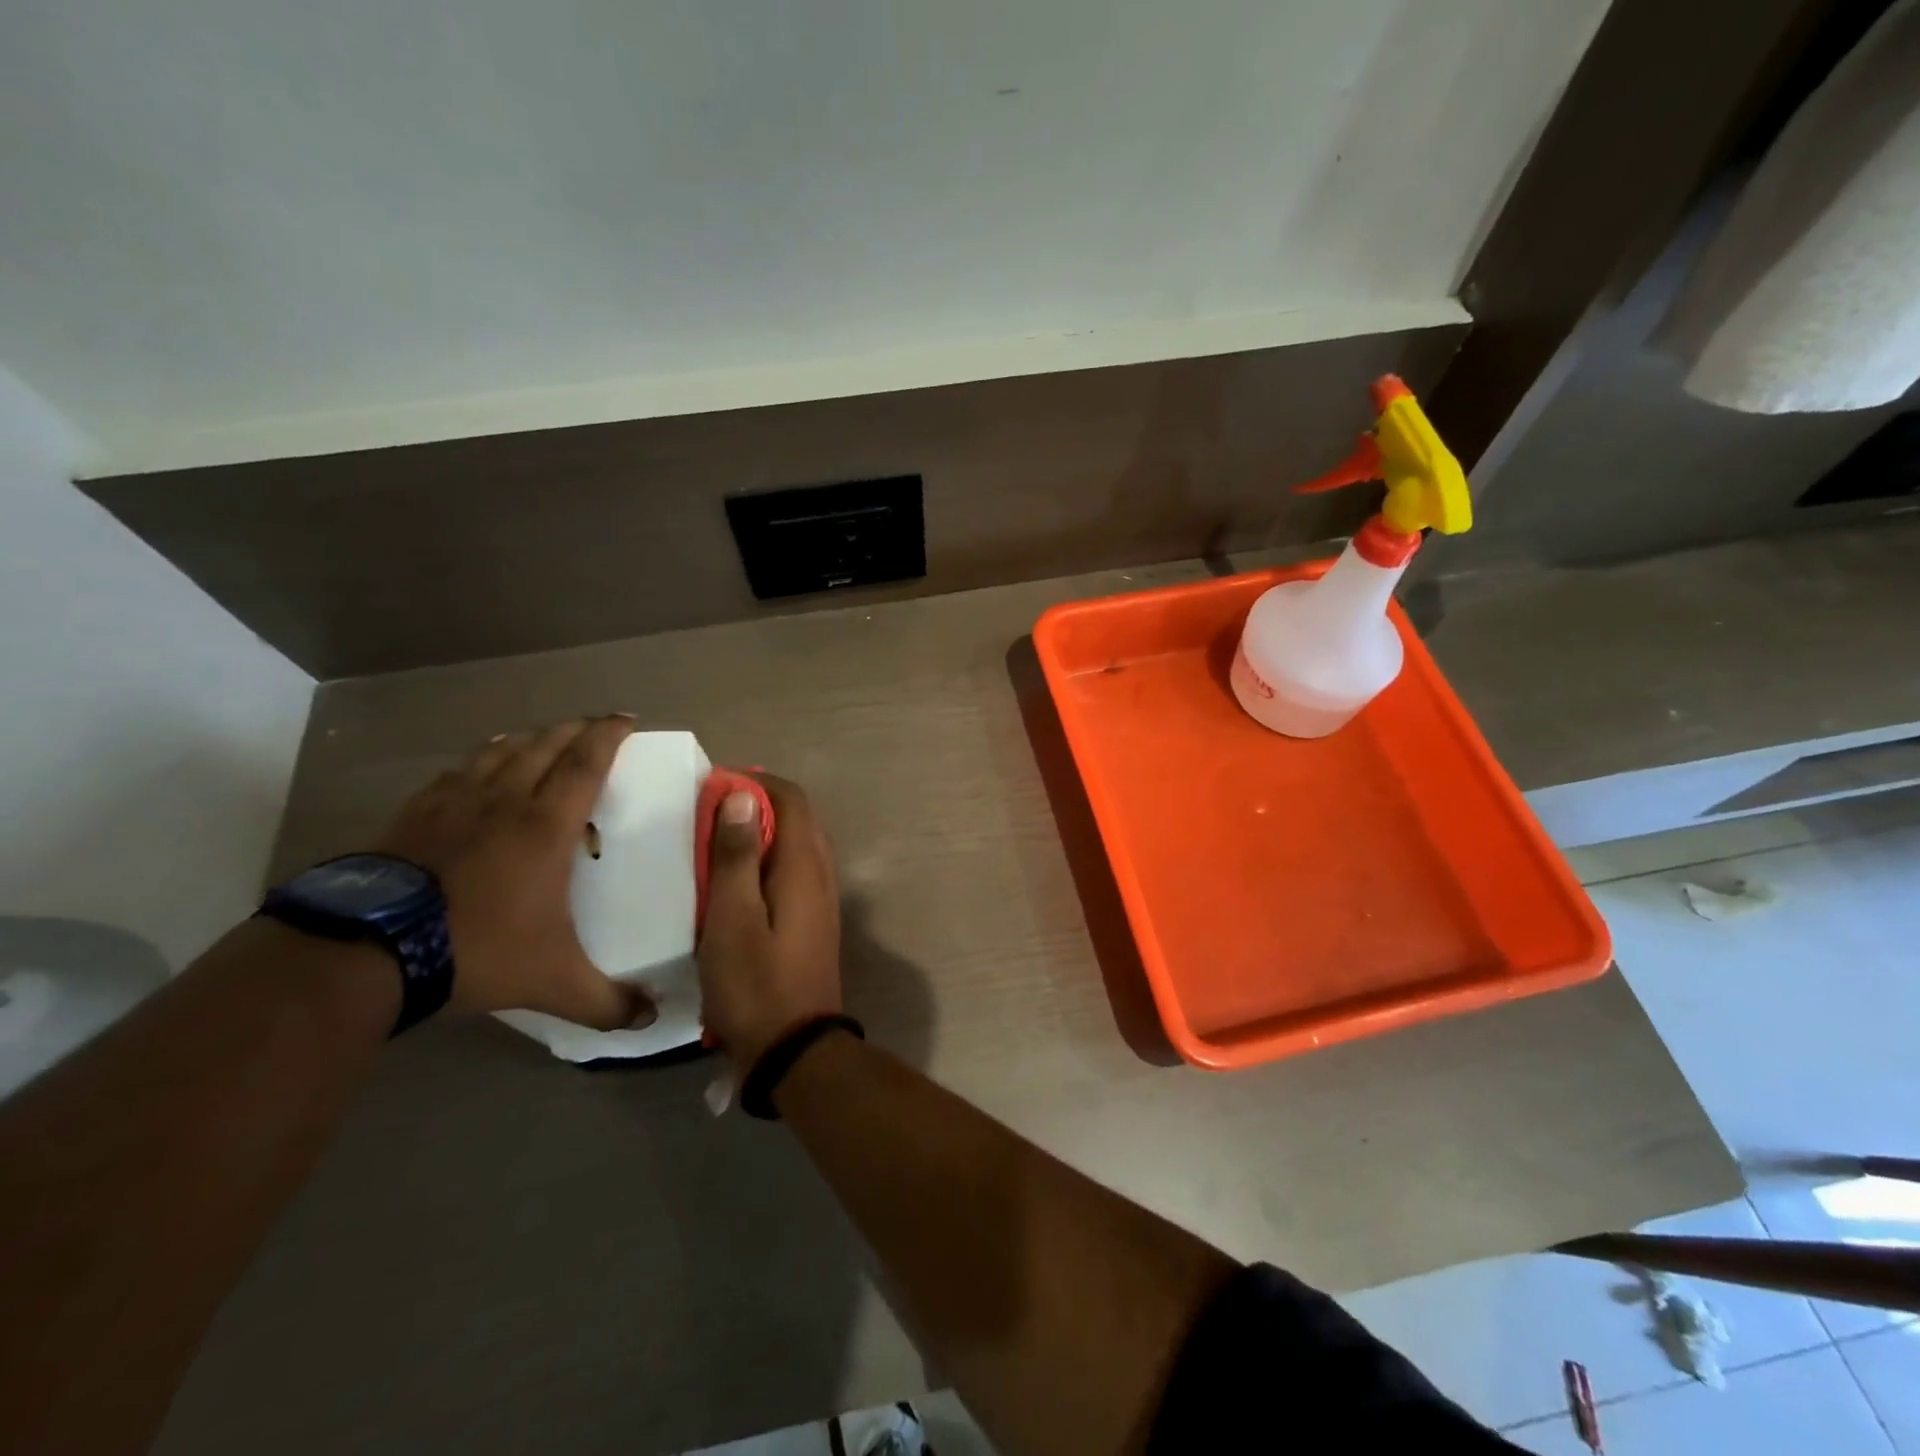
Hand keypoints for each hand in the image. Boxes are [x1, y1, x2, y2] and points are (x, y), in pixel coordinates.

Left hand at [371, 715, 652, 1030]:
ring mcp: (455, 801)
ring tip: (546, 740)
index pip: (586, 761)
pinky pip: (460, 769)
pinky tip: (483, 768)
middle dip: (576, 729)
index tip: (627, 719)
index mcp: (546, 824)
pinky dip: (484, 758)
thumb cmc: (475, 950)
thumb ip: (606, 1001)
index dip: (609, 734)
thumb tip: (651, 1019)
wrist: (366, 952)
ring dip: (531, 739)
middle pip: (546, 744)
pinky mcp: (416, 812)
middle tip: (596, 727)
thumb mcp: (552, 982)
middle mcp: (505, 799)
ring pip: (502, 750)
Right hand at [697, 773, 842, 1072]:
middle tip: (707, 814)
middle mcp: (822, 874)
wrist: (794, 1049)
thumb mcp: (732, 917)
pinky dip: (766, 862)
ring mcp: (822, 899)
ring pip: (795, 845)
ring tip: (713, 844)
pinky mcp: (813, 921)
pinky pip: (793, 872)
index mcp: (805, 865)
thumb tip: (742, 794)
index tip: (713, 786)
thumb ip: (737, 854)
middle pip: (796, 818)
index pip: (792, 798)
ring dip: (760, 834)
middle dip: (755, 805)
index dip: (754, 783)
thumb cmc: (755, 983)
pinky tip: (734, 883)